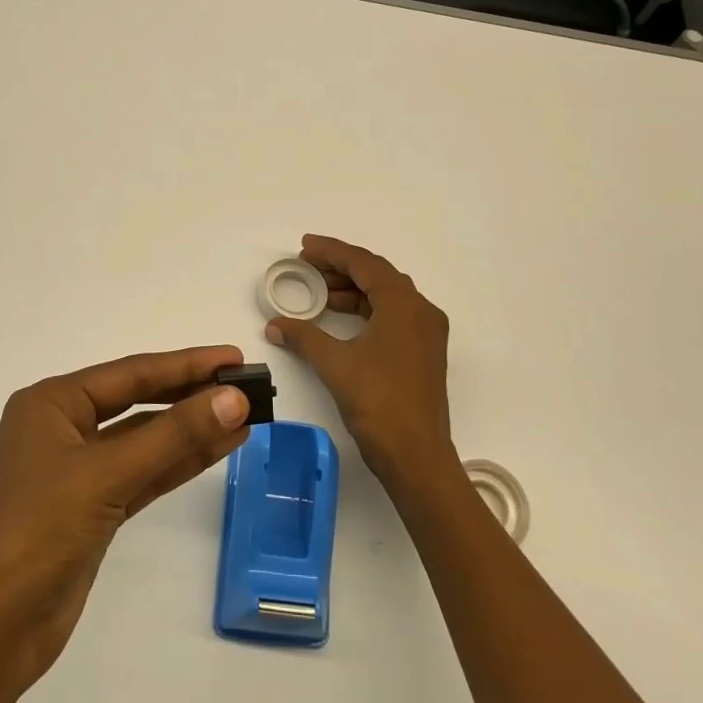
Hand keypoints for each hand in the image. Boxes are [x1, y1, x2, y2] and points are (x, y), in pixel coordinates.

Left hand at [0, 346, 250, 692]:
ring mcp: (78, 472)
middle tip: (246, 386)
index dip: (186, 364)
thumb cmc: (36, 532)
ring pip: (146, 440)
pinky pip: (144, 473)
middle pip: (139, 402)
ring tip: (245, 416)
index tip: (233, 357)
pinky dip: (179, 462)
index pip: (131, 373)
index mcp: (52, 404)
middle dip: (191, 394)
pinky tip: (218, 448)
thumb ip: (172, 436)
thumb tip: (233, 400)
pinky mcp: (93, 510)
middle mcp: (63, 428)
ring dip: (192, 430)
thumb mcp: (105, 475)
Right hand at [264, 235, 454, 490]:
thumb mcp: (335, 364)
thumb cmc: (377, 403)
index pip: (364, 263)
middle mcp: (421, 311)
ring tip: (318, 293)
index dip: (332, 251)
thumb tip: (275, 323)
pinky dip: (366, 310)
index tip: (304, 247)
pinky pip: (393, 315)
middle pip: (378, 275)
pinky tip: (340, 318)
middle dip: (341, 268)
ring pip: (386, 296)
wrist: (416, 456)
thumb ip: (303, 336)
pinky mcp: (424, 352)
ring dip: (353, 290)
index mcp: (404, 304)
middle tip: (307, 267)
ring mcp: (426, 332)